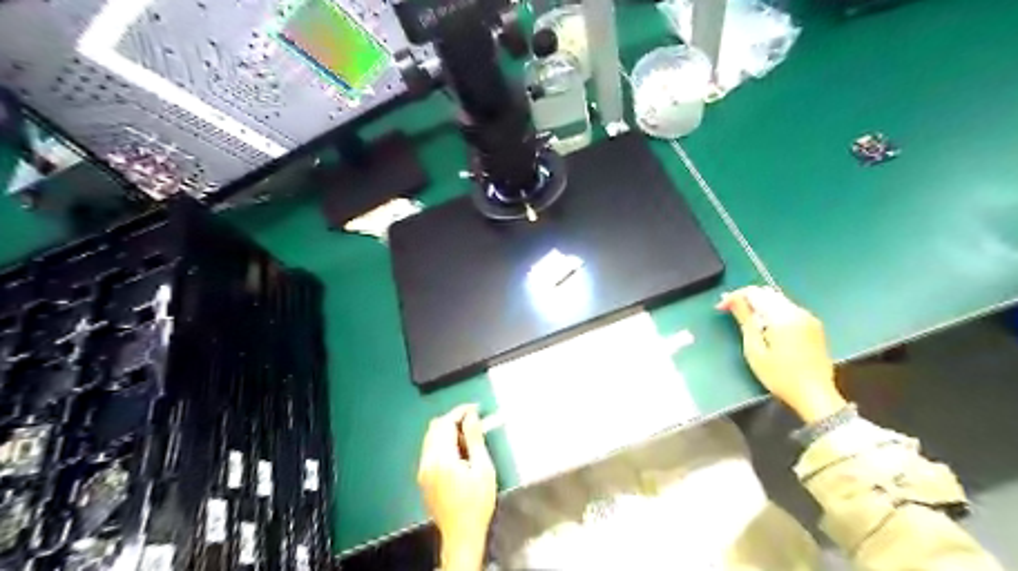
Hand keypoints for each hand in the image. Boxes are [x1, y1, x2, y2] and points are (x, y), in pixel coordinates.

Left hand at [414, 407, 493, 570]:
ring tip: (467, 436)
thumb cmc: (477, 502)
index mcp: (442, 458)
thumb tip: (471, 416)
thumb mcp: (483, 468)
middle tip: (473, 421)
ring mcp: (423, 471)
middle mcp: (427, 461)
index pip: (446, 424)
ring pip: (430, 438)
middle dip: (453, 419)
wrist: (461, 534)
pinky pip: (429, 450)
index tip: (475, 408)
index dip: (460, 412)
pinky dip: (441, 442)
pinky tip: (457, 451)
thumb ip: (474, 439)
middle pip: (435, 428)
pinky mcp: (423, 478)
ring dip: (446, 430)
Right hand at [720, 285, 848, 423]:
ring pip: (778, 300)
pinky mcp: (814, 326)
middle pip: (767, 293)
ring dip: (760, 305)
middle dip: (747, 299)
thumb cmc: (780, 377)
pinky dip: (774, 312)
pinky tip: (767, 328)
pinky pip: (789, 310)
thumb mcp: (755, 350)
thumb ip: (745, 320)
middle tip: (731, 312)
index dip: (734, 296)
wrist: (815, 395)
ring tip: (747, 322)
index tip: (721, 307)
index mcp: (782, 317)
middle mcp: (798, 312)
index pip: (754, 293)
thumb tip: (733, 299)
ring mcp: (809, 318)